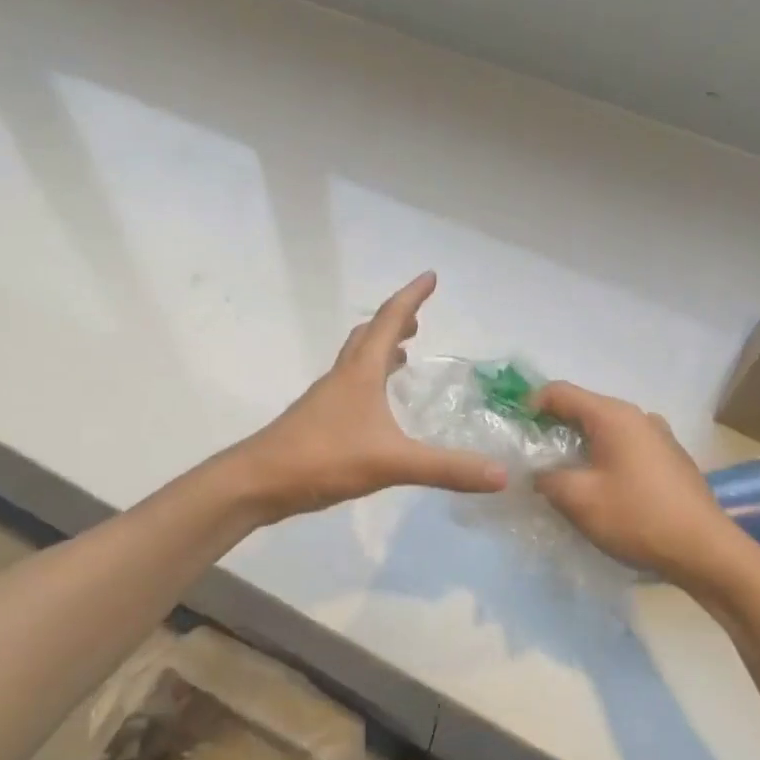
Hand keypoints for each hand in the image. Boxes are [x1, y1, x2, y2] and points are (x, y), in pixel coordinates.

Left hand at [235, 273, 506, 520]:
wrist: (258, 482)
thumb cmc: (323, 458)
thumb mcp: (392, 463)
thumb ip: (446, 468)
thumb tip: (501, 475)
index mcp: (360, 372)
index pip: (389, 320)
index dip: (412, 297)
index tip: (430, 276)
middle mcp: (342, 377)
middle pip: (369, 336)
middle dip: (395, 323)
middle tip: (418, 321)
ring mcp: (326, 399)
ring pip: (356, 361)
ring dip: (380, 351)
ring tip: (403, 356)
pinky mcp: (317, 422)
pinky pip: (350, 388)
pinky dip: (369, 382)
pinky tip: (377, 409)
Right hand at [531, 381, 728, 580]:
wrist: (705, 551)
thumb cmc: (637, 517)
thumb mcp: (578, 499)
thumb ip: (547, 478)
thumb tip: (538, 473)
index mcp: (614, 416)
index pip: (561, 392)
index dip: (531, 405)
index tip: (516, 432)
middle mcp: (638, 417)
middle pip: (585, 410)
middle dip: (554, 428)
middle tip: (533, 457)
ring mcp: (660, 437)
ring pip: (607, 431)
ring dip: (581, 446)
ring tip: (564, 475)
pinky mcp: (671, 459)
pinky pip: (627, 447)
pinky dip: (605, 458)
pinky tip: (602, 488)